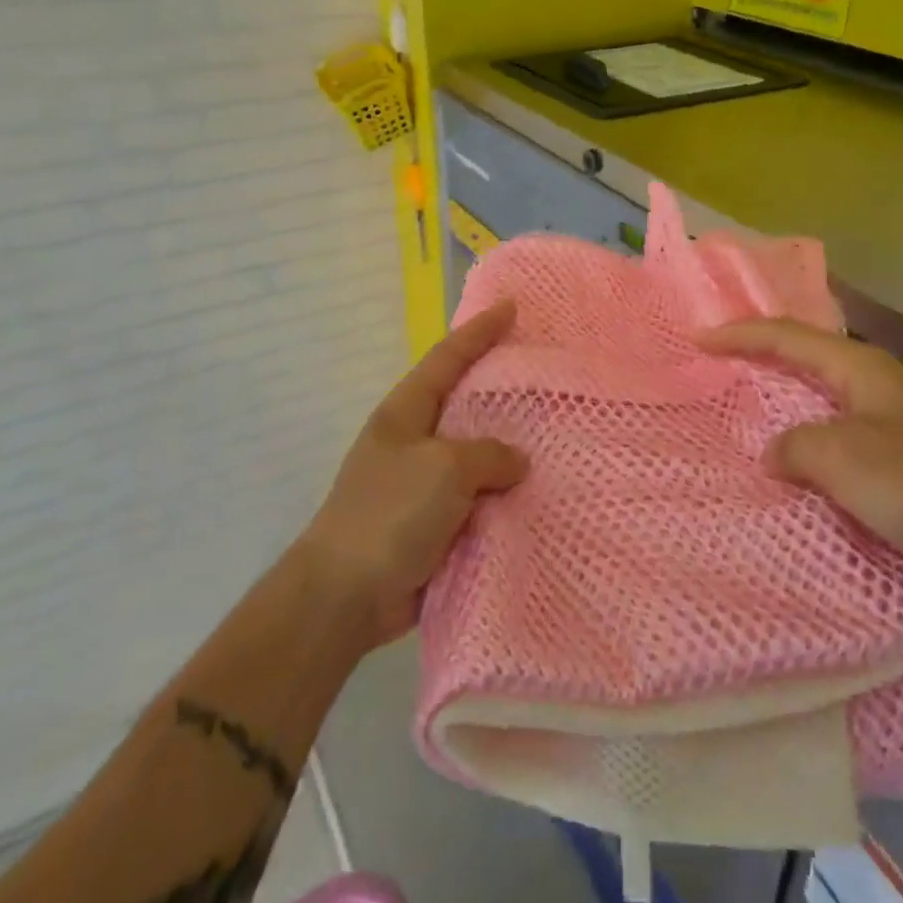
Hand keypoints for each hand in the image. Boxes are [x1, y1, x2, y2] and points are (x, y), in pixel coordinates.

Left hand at [298, 301, 525, 648]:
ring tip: (556, 432)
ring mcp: (424, 483)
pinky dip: (505, 493)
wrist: (346, 595)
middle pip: (465, 402)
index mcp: (406, 412)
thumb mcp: (444, 468)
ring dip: (510, 447)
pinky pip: (479, 497)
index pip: (447, 358)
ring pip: (477, 454)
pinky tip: (539, 492)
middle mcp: (415, 440)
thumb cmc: (390, 514)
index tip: (511, 306)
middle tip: (545, 371)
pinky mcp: (436, 522)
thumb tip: (516, 462)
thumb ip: (488, 455)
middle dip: (501, 386)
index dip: (479, 331)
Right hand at [701, 320, 902, 585]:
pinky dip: (817, 435)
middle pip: (810, 356)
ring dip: (792, 399)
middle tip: (726, 362)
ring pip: (829, 396)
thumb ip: (795, 447)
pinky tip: (809, 458)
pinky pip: (846, 431)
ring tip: (759, 407)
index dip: (742, 334)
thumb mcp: (840, 458)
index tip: (701, 340)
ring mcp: (900, 416)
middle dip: (766, 356)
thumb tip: (777, 453)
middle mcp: (879, 381)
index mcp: (860, 368)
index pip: (788, 337)